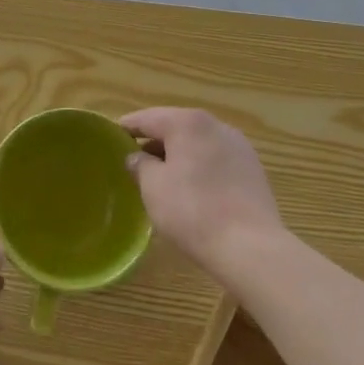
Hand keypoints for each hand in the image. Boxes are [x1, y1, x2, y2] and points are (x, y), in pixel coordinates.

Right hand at [121, 108, 283, 279]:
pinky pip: (216, 158)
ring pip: (198, 142)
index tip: (111, 137)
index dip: (127, 127)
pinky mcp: (252, 167)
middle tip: (134, 159)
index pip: (148, 118)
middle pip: (175, 126)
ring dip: (178, 153)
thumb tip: (137, 156)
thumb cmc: (193, 211)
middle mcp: (215, 125)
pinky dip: (200, 165)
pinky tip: (192, 186)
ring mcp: (238, 145)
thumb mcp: (153, 188)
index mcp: (187, 123)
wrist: (250, 246)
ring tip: (161, 175)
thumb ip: (140, 165)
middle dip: (154, 141)